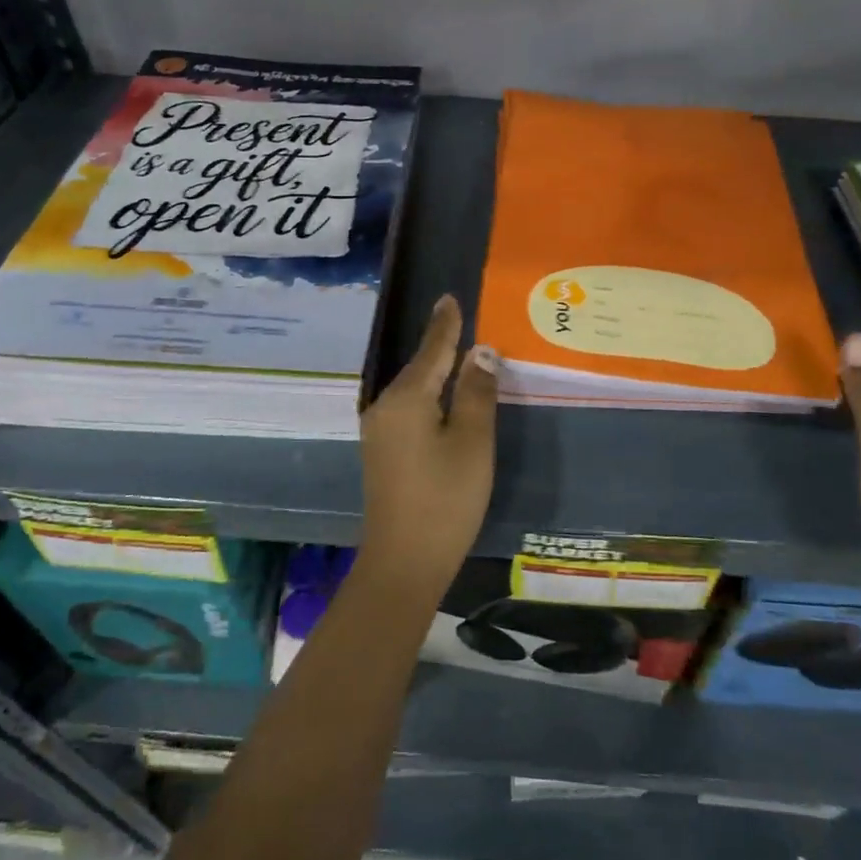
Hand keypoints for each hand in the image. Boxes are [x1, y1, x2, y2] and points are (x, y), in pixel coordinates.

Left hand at [356, 295, 498, 603]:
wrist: (404, 561)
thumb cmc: (445, 498)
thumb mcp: (472, 441)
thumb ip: (476, 392)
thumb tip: (480, 353)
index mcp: (406, 398)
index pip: (432, 350)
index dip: (445, 325)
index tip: (449, 298)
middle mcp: (385, 407)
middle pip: (419, 368)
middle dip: (441, 346)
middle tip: (463, 321)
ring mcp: (379, 431)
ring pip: (413, 390)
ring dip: (435, 372)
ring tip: (459, 352)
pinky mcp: (382, 452)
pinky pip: (408, 409)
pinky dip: (428, 396)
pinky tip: (443, 397)